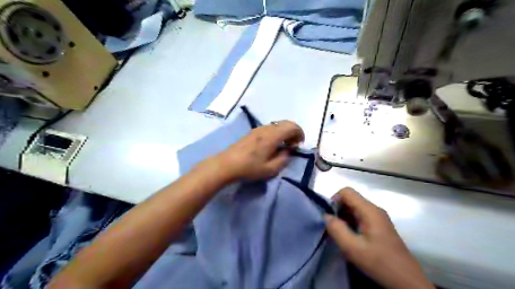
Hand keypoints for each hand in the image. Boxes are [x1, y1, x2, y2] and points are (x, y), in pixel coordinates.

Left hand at [215, 120, 302, 180]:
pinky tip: (273, 144)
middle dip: (294, 131)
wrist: (227, 164)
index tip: (299, 145)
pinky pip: (270, 127)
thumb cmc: (249, 168)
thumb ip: (284, 158)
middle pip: (286, 123)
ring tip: (284, 145)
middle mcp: (266, 129)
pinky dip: (277, 132)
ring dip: (285, 132)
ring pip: (277, 124)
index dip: (300, 133)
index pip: (292, 126)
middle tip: (293, 144)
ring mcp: (258, 129)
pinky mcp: (253, 131)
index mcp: (272, 136)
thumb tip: (290, 150)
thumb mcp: (270, 169)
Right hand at [325, 187, 433, 287]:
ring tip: (341, 234)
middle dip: (338, 210)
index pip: (346, 191)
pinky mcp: (379, 225)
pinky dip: (351, 222)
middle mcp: (374, 209)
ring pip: (354, 208)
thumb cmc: (379, 262)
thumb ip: (337, 229)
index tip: (330, 217)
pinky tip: (351, 237)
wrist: (407, 281)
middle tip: (333, 228)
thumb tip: (326, 216)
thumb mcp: (353, 248)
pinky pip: (360, 216)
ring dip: (344, 217)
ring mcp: (378, 217)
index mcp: (369, 210)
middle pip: (351, 199)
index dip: (334, 200)